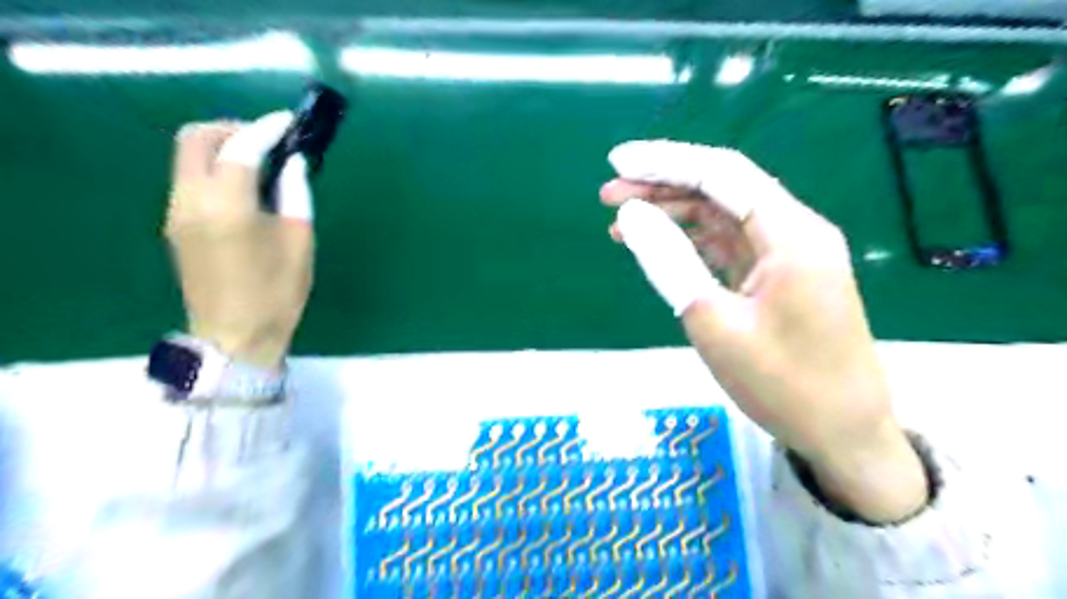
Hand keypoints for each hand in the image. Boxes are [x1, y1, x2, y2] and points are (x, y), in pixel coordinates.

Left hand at [164, 111, 314, 368]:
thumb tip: (293, 164)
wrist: (236, 334)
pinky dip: (213, 168)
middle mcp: (192, 200)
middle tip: (268, 140)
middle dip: (232, 128)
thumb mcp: (299, 242)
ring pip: (187, 156)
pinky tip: (243, 186)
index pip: (242, 148)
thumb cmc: (277, 291)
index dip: (267, 129)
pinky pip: (188, 178)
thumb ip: (296, 195)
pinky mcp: (175, 223)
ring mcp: (176, 211)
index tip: (289, 121)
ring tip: (259, 161)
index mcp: (228, 206)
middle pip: (197, 138)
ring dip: (220, 146)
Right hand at [605, 141, 930, 524]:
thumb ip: (670, 261)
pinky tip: (657, 245)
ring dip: (673, 213)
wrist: (841, 433)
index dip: (666, 162)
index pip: (722, 173)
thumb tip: (630, 214)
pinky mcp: (776, 277)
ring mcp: (786, 254)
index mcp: (790, 234)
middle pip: (722, 189)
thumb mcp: (714, 322)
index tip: (618, 160)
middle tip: (608, 193)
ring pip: (722, 216)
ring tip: (621, 220)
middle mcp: (793, 231)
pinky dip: (690, 242)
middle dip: (663, 185)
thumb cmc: (781, 384)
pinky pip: (728, 245)